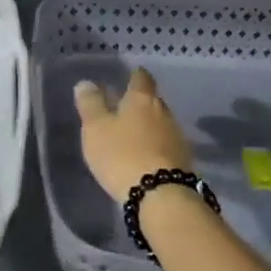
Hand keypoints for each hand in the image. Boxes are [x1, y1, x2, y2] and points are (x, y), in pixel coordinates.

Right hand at [74, 68, 192, 203]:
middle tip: (124, 108)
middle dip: (140, 103)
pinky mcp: (183, 160)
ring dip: (148, 126)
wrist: (160, 195)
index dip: (134, 75)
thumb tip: (86, 83)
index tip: (129, 75)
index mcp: (142, 99)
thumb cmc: (122, 154)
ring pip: (161, 123)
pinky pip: (166, 145)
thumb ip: (91, 104)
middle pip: (153, 101)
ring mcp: (177, 136)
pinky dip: (155, 145)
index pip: (141, 78)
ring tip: (132, 134)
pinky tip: (145, 155)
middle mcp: (164, 112)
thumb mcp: (96, 128)